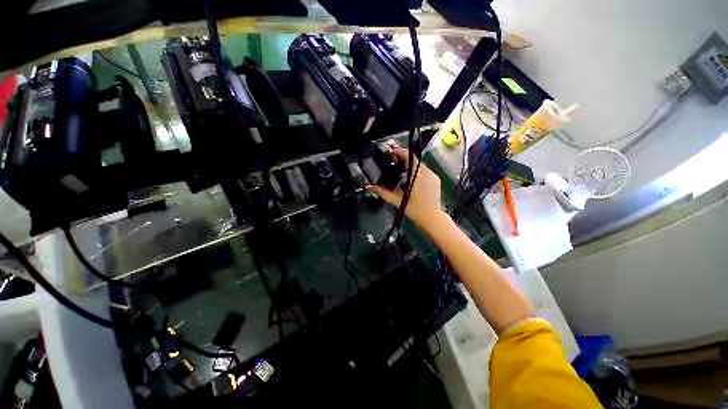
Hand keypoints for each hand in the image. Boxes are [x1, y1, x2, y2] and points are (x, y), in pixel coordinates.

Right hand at [368, 148, 446, 230]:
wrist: (432, 217)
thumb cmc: (414, 209)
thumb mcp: (397, 201)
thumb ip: (383, 193)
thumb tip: (371, 187)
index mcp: (416, 175)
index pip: (409, 156)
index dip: (399, 152)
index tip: (392, 153)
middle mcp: (426, 172)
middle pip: (414, 160)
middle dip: (404, 160)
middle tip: (394, 164)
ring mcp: (433, 176)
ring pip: (420, 166)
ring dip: (411, 167)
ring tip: (402, 174)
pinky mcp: (436, 180)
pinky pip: (426, 172)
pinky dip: (418, 173)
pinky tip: (413, 181)